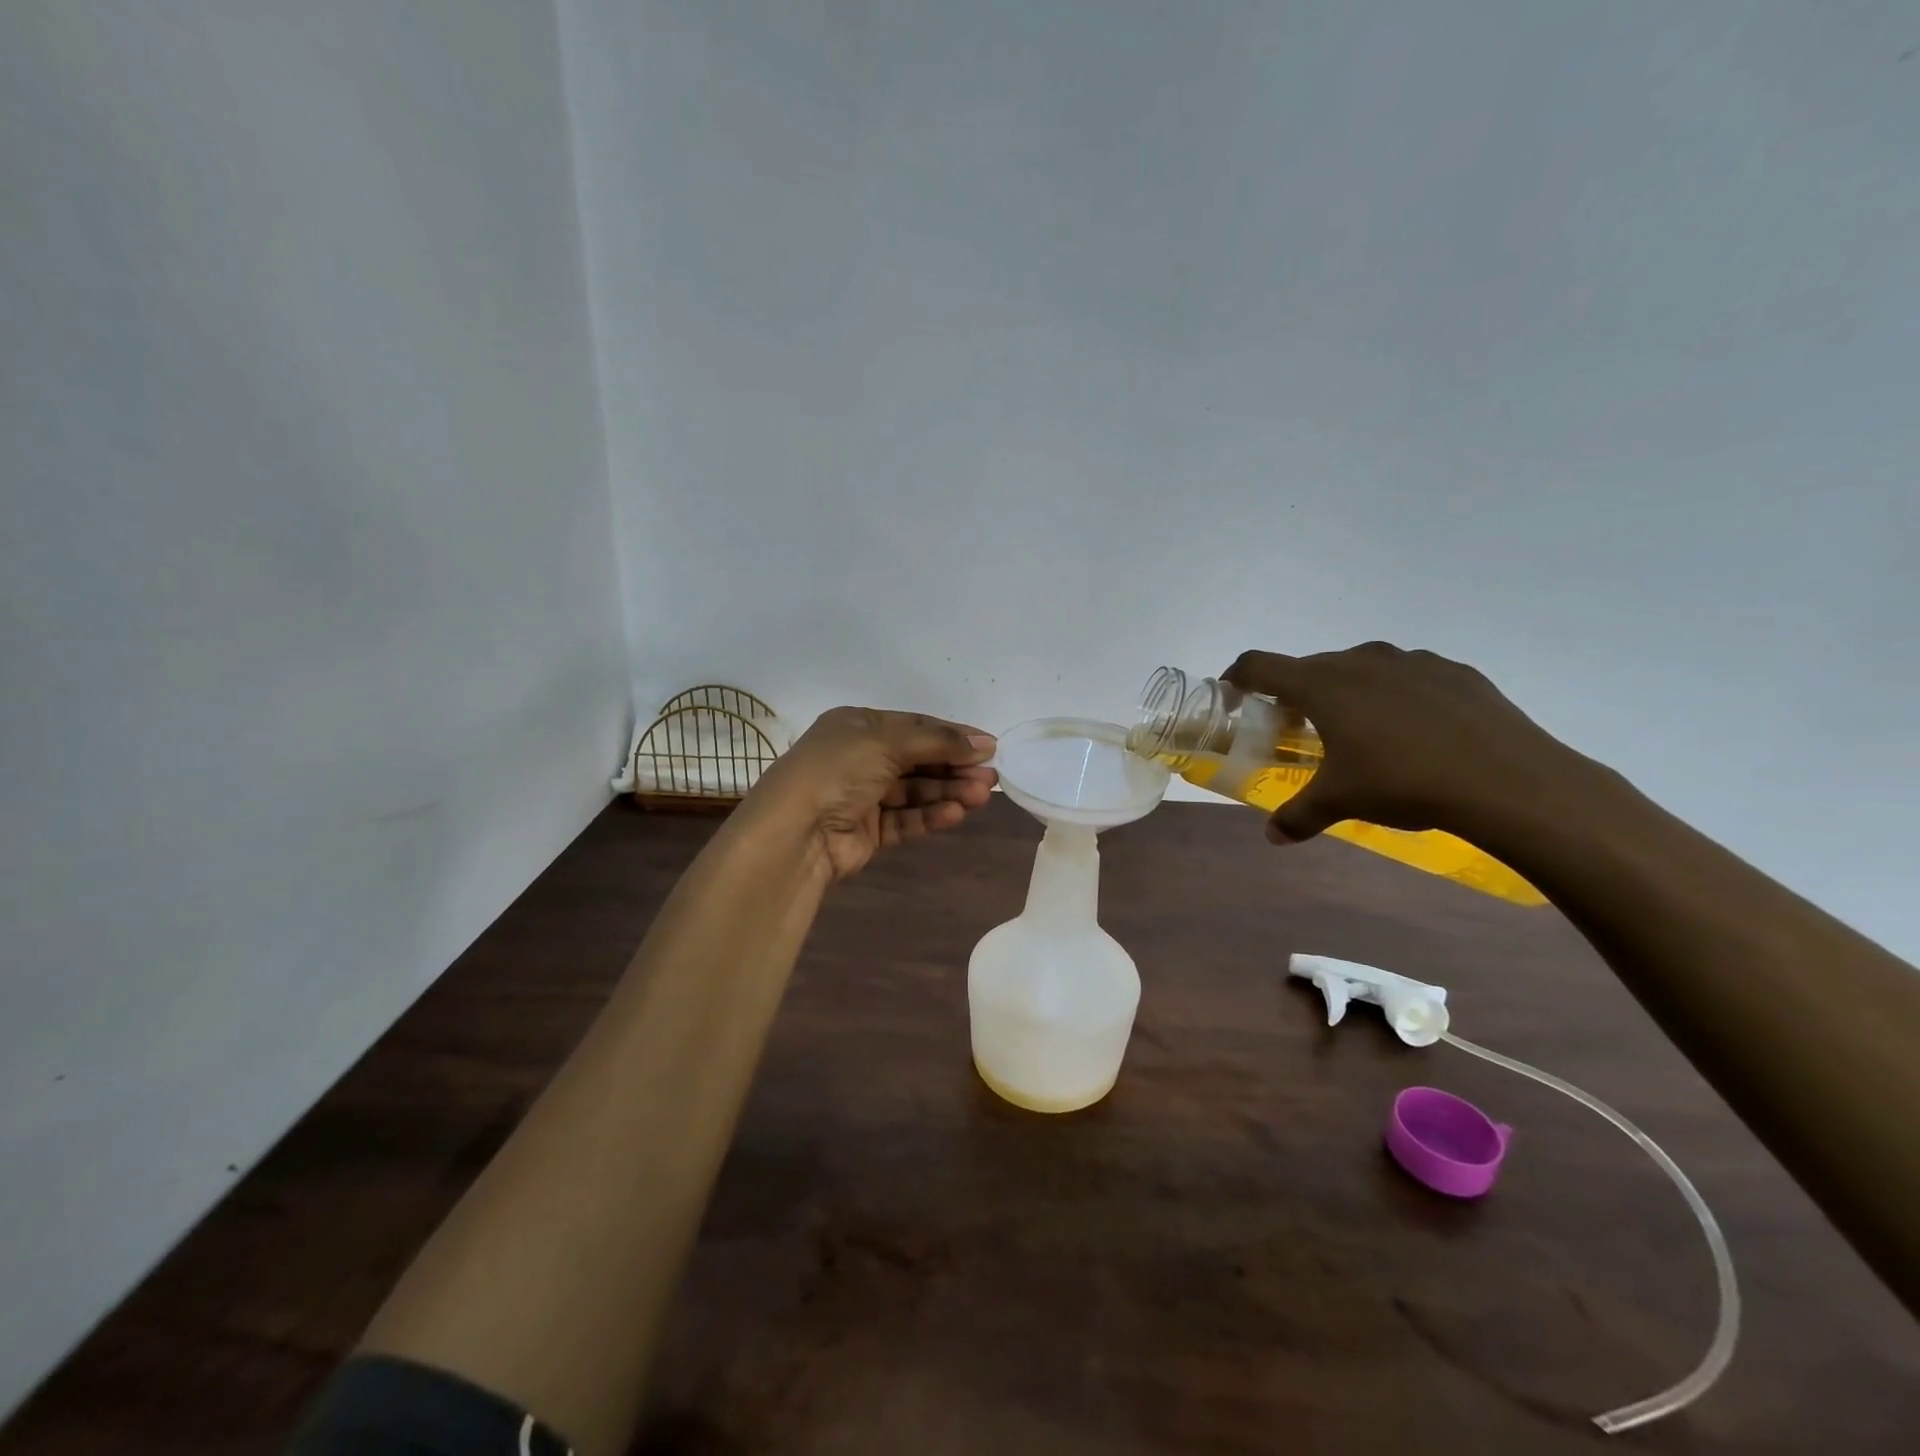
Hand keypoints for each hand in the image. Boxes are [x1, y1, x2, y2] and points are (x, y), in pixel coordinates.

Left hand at [747, 707, 997, 880]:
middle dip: (955, 767)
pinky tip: (956, 813)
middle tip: (992, 777)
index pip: (915, 726)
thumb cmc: (837, 771)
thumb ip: (937, 742)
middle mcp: (860, 758)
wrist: (794, 833)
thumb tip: (984, 742)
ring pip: (915, 791)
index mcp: (857, 726)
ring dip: (949, 791)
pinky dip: (930, 815)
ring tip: (982, 795)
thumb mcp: (886, 742)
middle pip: (919, 760)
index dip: (952, 735)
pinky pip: (906, 819)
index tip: (989, 746)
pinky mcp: (868, 831)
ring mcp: (863, 796)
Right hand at [1223, 643, 1582, 844]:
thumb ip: (1298, 816)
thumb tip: (1274, 837)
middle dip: (1296, 694)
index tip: (1234, 696)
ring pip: (1360, 668)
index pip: (1260, 665)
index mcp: (1322, 684)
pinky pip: (1407, 677)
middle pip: (1310, 667)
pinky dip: (1395, 696)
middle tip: (1299, 729)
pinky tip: (1415, 732)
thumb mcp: (1341, 802)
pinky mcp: (1453, 670)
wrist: (1507, 779)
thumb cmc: (1403, 782)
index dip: (1238, 677)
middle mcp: (1361, 660)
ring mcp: (1411, 660)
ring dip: (1347, 692)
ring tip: (1361, 731)